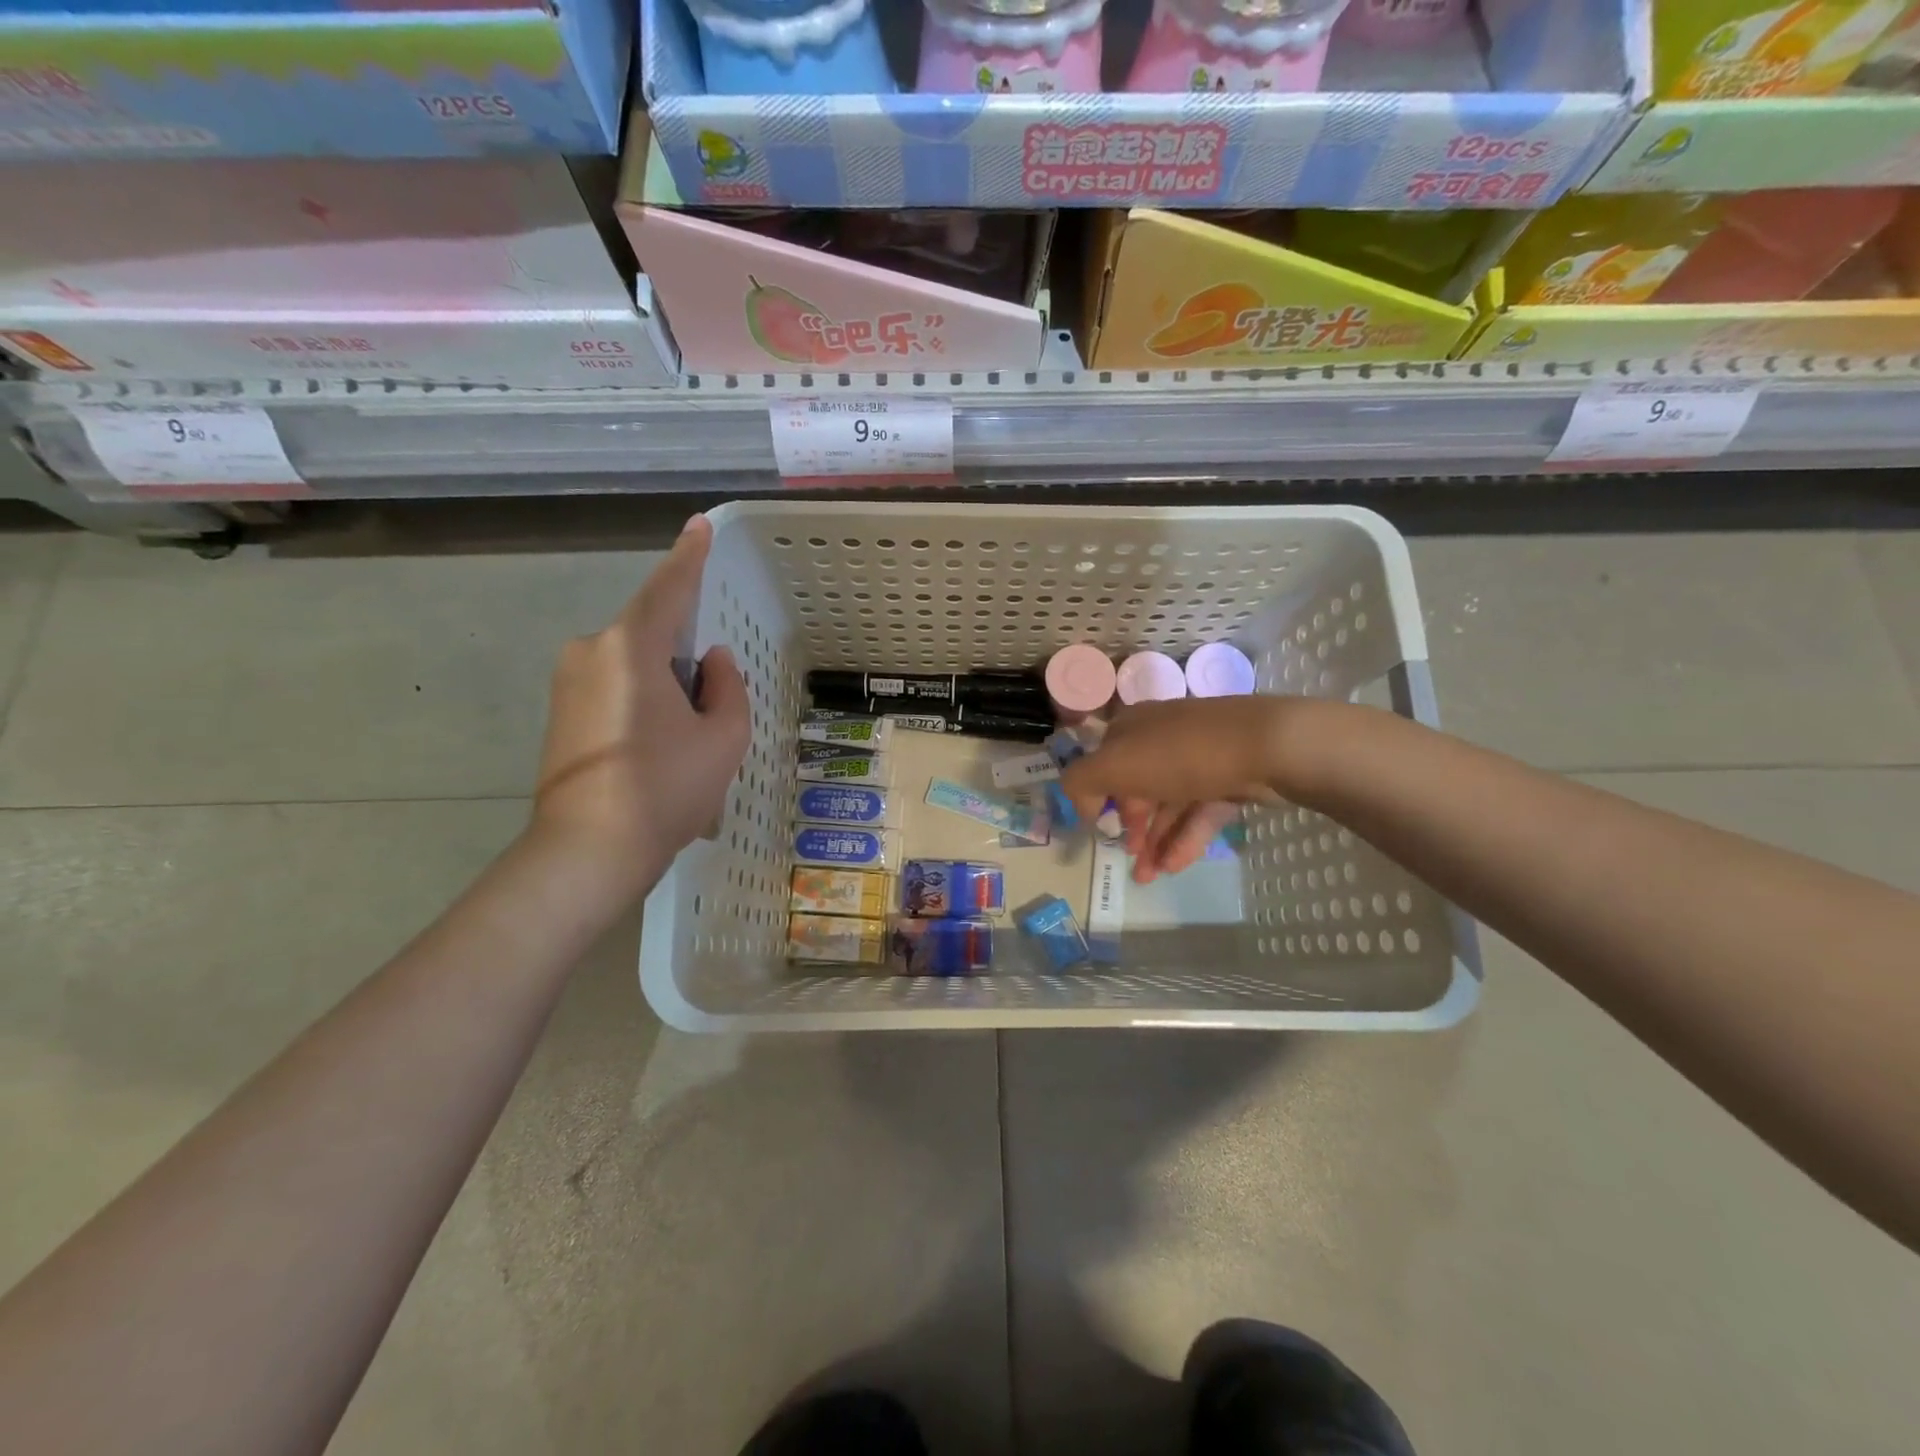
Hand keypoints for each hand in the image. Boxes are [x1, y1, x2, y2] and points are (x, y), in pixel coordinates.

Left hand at [530, 514, 750, 896]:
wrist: (588, 852)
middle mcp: (590, 651)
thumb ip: (727, 687)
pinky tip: (656, 757)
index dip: (689, 556)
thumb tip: (712, 662)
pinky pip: (615, 689)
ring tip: (683, 750)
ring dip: (667, 692)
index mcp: (631, 647)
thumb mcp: (723, 737)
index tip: (699, 526)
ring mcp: (567, 682)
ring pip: (635, 668)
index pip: (669, 589)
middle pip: (653, 637)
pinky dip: (644, 708)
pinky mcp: (558, 712)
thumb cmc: (666, 788)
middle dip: (686, 664)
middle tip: (708, 719)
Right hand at [1060, 697, 1294, 883]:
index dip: (1097, 797)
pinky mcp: (1230, 777)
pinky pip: (1200, 810)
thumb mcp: (1113, 765)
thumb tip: (1079, 800)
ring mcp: (1199, 757)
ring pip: (1169, 803)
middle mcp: (1163, 737)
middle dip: (1132, 828)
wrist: (1267, 746)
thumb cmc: (1180, 755)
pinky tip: (1176, 866)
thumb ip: (1080, 781)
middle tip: (1130, 859)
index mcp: (1132, 728)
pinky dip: (1186, 838)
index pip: (1104, 761)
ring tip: (1149, 877)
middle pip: (1138, 787)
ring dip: (1156, 841)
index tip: (1100, 828)